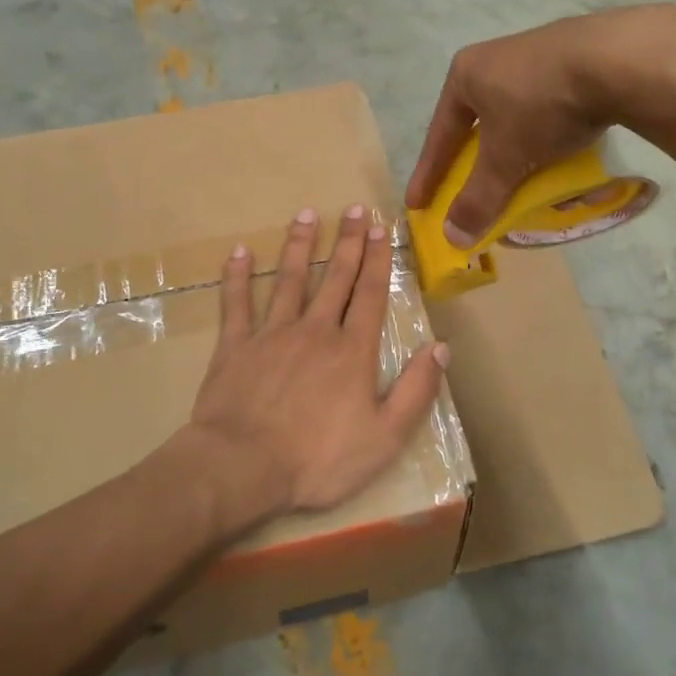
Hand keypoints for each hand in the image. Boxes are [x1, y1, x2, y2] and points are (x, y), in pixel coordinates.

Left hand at [188, 205, 449, 515]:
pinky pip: (236, 304)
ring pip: (290, 280)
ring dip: (300, 246)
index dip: (378, 260)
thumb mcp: (385, 437)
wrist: (242, 467)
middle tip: (354, 208)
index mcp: (352, 351)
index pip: (371, 295)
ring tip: (306, 214)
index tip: (382, 228)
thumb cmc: (318, 459)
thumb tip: (440, 347)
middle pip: (336, 278)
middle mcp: (315, 331)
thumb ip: (416, 391)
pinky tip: (238, 252)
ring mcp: (272, 334)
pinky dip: (236, 277)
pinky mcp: (235, 347)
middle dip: (348, 241)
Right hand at [406, 5, 675, 243]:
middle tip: (474, 190)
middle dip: (479, 161)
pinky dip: (552, 134)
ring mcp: (540, 53)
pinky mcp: (578, 57)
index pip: (439, 135)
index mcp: (467, 74)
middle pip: (479, 124)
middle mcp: (497, 58)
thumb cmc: (541, 106)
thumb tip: (452, 238)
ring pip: (518, 115)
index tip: (418, 203)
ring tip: (525, 175)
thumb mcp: (504, 159)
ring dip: (518, 149)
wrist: (617, 60)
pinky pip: (553, 106)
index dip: (428, 174)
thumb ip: (478, 199)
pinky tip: (566, 151)